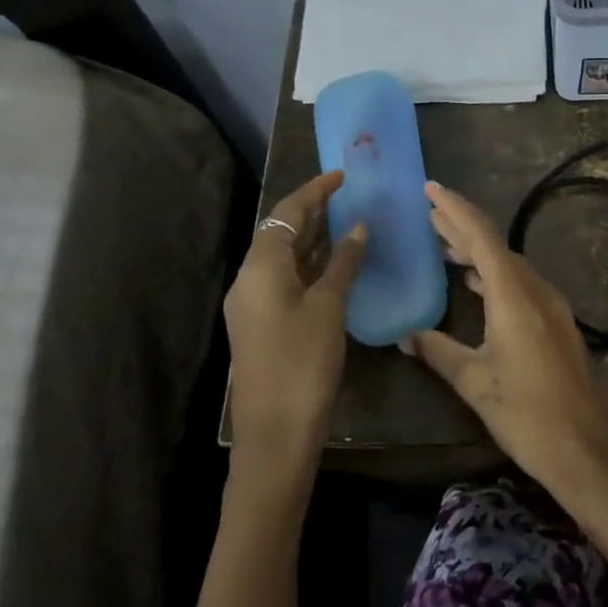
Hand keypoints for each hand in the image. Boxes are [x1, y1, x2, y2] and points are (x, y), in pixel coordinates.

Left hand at [223, 171, 367, 472]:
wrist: (275, 432)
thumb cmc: (303, 362)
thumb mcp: (329, 307)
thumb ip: (343, 263)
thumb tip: (358, 228)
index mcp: (261, 267)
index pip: (287, 213)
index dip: (315, 191)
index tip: (342, 175)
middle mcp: (249, 279)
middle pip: (279, 233)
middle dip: (311, 212)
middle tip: (346, 197)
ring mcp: (252, 304)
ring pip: (282, 257)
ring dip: (311, 239)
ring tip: (345, 223)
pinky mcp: (261, 324)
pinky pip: (284, 279)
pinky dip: (308, 265)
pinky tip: (334, 266)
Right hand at [404, 181, 607, 500]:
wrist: (587, 448)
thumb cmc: (527, 414)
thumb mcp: (474, 383)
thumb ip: (438, 352)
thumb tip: (406, 336)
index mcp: (514, 296)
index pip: (482, 237)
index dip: (455, 210)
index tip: (430, 190)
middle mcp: (536, 291)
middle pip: (496, 246)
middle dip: (462, 227)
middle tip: (429, 213)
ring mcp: (551, 307)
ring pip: (509, 265)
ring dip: (478, 252)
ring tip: (444, 245)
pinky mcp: (556, 324)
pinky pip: (520, 284)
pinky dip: (493, 275)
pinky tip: (476, 283)